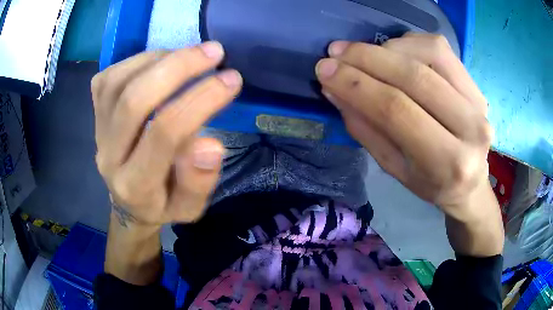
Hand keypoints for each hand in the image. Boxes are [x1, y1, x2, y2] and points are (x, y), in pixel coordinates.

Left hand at [91, 42, 242, 228]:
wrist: (128, 200)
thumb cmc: (162, 203)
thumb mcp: (189, 208)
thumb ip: (199, 182)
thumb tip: (211, 145)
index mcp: (136, 185)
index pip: (164, 135)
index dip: (199, 100)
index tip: (231, 79)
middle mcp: (109, 156)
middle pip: (134, 101)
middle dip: (178, 68)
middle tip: (214, 52)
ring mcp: (97, 131)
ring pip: (119, 82)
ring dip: (159, 59)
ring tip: (189, 55)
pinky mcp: (94, 113)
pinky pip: (109, 77)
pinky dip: (138, 60)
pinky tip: (161, 61)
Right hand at [316, 33, 502, 255]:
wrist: (470, 180)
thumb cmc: (431, 182)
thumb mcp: (394, 169)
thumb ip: (366, 129)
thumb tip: (334, 89)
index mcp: (448, 163)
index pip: (396, 111)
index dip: (356, 85)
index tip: (325, 70)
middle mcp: (471, 128)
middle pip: (413, 76)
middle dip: (366, 58)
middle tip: (335, 53)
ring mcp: (477, 100)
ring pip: (428, 53)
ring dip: (387, 48)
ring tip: (362, 55)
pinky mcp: (475, 83)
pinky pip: (438, 47)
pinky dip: (408, 42)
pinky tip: (392, 53)